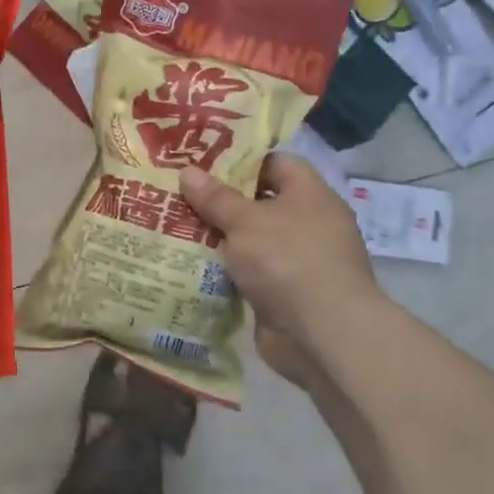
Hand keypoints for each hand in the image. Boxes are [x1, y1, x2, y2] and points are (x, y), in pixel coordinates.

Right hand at [180, 155, 381, 390]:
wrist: (321, 334)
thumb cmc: (288, 260)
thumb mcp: (245, 221)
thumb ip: (215, 197)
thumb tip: (188, 171)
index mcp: (309, 195)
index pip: (275, 162)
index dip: (240, 159)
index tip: (201, 162)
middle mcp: (307, 223)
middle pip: (258, 202)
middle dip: (219, 200)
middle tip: (177, 193)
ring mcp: (296, 260)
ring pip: (250, 239)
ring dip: (218, 236)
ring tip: (173, 225)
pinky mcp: (283, 292)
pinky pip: (248, 271)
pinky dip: (224, 268)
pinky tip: (189, 263)